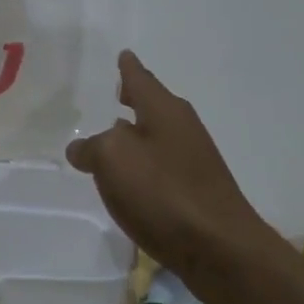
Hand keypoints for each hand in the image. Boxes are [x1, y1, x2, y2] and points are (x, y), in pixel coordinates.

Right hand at [65, 51, 283, 302]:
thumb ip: (92, 148)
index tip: (124, 54)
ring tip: (116, 132)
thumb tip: (83, 150)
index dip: (128, 68)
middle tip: (117, 90)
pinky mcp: (196, 192)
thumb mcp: (113, 159)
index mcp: (165, 110)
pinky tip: (132, 178)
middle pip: (154, 105)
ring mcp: (193, 161)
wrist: (221, 249)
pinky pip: (162, 166)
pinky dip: (145, 163)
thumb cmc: (164, 192)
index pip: (141, 79)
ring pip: (158, 136)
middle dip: (135, 98)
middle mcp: (182, 128)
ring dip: (138, 132)